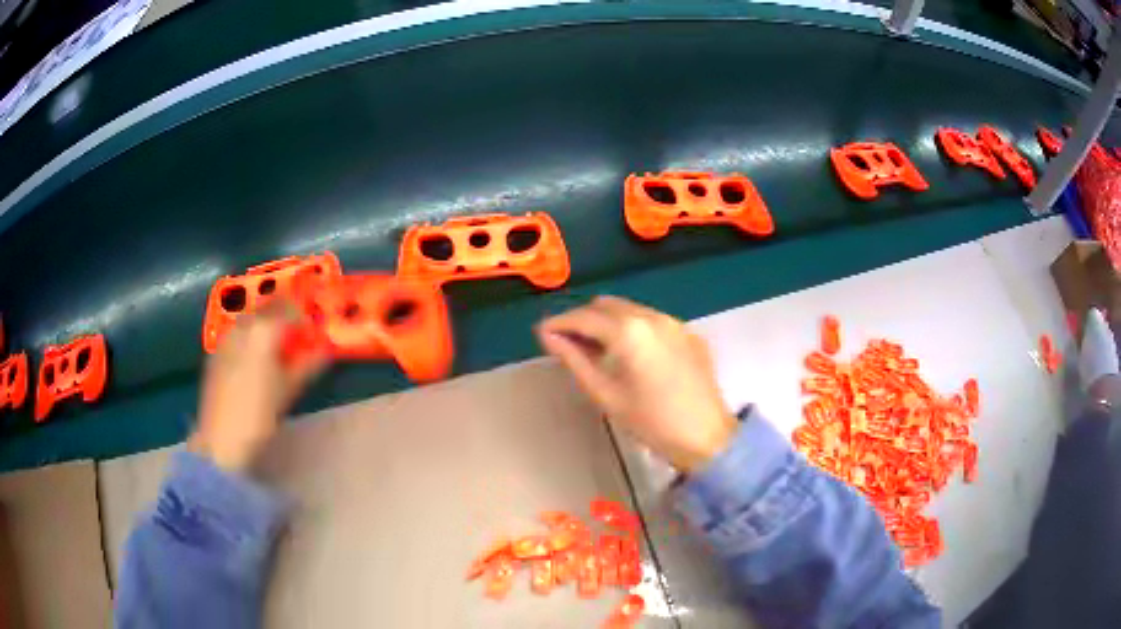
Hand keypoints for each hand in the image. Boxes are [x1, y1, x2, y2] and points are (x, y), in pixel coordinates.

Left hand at [190, 303, 328, 471]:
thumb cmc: (260, 414)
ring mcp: (227, 335)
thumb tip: (325, 351)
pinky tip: (256, 357)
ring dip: (267, 323)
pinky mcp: (217, 349)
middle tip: (298, 334)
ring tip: (278, 345)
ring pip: (252, 317)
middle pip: (269, 306)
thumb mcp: (289, 389)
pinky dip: (251, 335)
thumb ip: (308, 364)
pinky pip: (239, 331)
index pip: (291, 308)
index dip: (305, 317)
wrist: (221, 437)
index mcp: (264, 330)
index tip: (313, 331)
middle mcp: (244, 325)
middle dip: (285, 314)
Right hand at [537, 296, 736, 472]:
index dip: (559, 323)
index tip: (541, 332)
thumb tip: (548, 336)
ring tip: (596, 349)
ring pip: (629, 309)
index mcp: (629, 331)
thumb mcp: (606, 394)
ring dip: (607, 321)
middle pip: (606, 305)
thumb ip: (574, 359)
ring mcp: (673, 322)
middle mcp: (651, 316)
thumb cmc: (652, 422)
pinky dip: (632, 327)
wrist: (707, 437)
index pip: (583, 317)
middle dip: (583, 319)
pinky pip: (651, 319)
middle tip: (567, 343)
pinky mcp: (688, 332)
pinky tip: (630, 354)